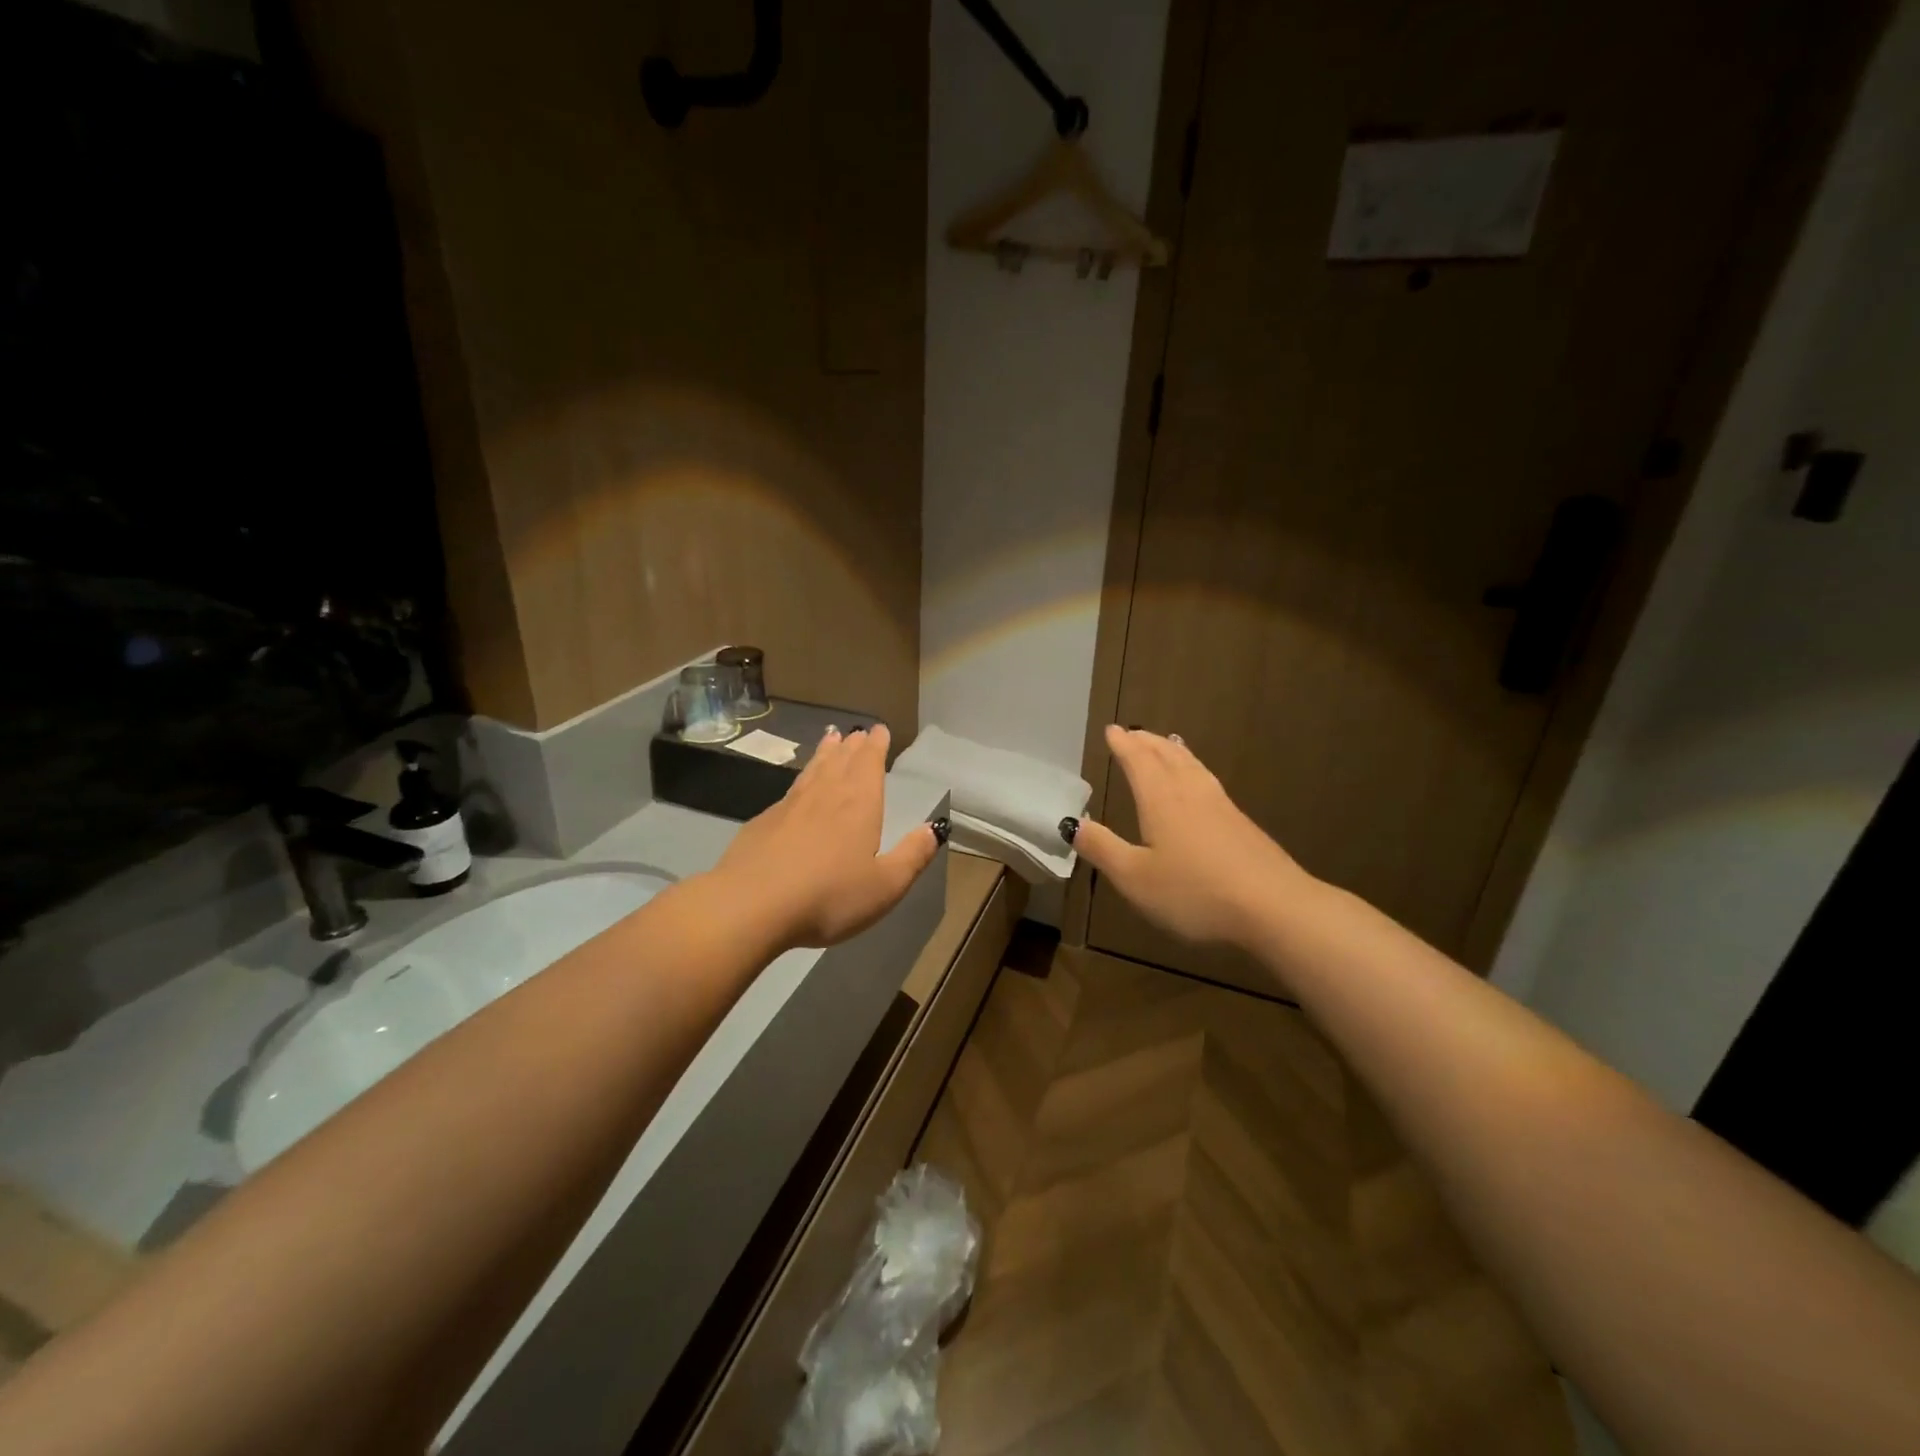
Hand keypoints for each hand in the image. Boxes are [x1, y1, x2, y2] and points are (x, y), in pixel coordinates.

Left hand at [712, 723, 941, 950]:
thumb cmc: (829, 897)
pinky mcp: (763, 822)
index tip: (879, 730)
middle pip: (841, 761)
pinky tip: (798, 789)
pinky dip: (801, 778)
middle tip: (857, 732)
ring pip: (813, 770)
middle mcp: (825, 795)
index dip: (876, 745)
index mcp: (859, 805)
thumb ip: (912, 856)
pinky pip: (790, 790)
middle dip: (852, 745)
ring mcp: (790, 806)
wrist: (752, 905)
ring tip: (830, 738)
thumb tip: (933, 828)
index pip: (869, 763)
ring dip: (825, 753)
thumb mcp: (885, 886)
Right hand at [1074, 726, 1309, 948]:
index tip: (1112, 730)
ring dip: (1174, 751)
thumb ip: (1103, 849)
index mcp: (1161, 801)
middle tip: (1134, 733)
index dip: (1124, 745)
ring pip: (1193, 766)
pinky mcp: (1242, 824)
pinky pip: (1209, 781)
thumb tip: (1074, 824)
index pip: (1139, 762)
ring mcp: (1221, 807)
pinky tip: (1200, 784)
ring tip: (1166, 743)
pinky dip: (1195, 769)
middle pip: (1168, 756)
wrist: (1273, 907)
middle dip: (1147, 742)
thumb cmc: (1194, 892)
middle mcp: (1191, 794)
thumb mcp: (1135, 878)